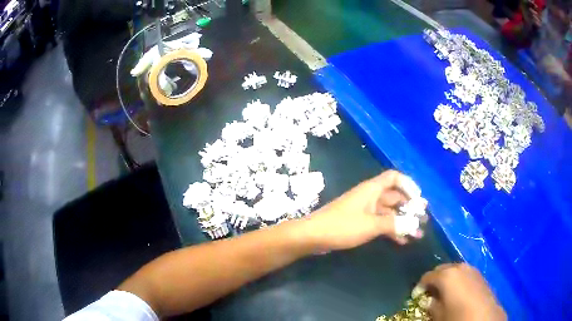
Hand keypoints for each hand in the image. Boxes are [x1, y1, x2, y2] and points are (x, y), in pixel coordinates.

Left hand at [302, 170, 425, 250]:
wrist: (313, 236)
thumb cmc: (342, 226)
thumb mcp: (371, 225)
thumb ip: (394, 224)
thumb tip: (414, 225)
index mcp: (372, 189)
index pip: (394, 177)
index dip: (409, 185)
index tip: (419, 200)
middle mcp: (370, 196)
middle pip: (395, 197)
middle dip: (410, 208)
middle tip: (424, 220)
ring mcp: (366, 210)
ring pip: (389, 213)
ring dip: (403, 222)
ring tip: (418, 235)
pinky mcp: (361, 222)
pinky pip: (381, 223)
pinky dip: (392, 230)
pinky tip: (403, 241)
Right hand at [413, 263, 506, 320]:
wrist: (485, 317)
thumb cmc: (457, 317)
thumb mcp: (439, 315)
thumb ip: (432, 305)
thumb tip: (430, 301)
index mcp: (447, 275)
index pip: (427, 276)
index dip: (420, 287)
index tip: (417, 297)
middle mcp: (460, 267)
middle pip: (442, 269)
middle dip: (435, 280)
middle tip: (430, 294)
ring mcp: (472, 269)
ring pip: (455, 270)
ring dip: (447, 279)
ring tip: (445, 293)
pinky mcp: (480, 275)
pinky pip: (465, 274)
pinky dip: (459, 281)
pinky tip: (459, 293)